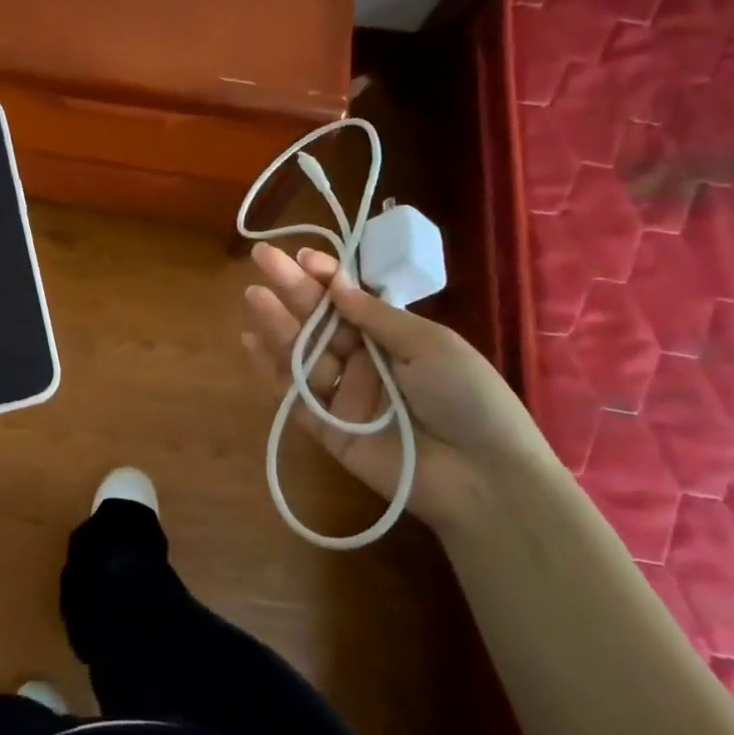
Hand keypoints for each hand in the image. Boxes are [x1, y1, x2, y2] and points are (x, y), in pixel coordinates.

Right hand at [241, 243, 551, 532]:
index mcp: (394, 338)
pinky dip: (271, 371)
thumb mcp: (430, 344)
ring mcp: (345, 396)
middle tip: (261, 257)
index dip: (326, 278)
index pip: (350, 301)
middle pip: (321, 321)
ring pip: (304, 354)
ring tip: (254, 294)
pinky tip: (249, 341)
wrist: (484, 478)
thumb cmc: (467, 397)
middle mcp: (365, 362)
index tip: (302, 256)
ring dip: (278, 324)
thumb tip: (336, 283)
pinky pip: (295, 396)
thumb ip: (376, 316)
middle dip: (293, 289)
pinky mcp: (329, 430)